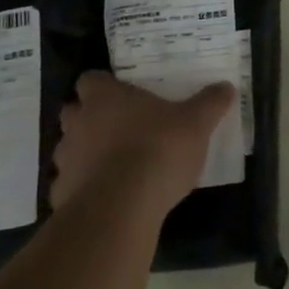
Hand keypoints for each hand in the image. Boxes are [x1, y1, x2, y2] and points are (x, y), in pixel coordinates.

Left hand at [50, 71, 233, 218]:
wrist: (121, 208)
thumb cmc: (157, 150)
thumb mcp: (196, 123)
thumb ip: (210, 103)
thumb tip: (226, 87)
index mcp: (105, 97)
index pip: (90, 80)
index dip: (103, 86)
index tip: (121, 95)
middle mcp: (78, 123)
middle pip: (74, 112)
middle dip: (89, 118)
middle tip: (119, 127)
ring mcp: (66, 160)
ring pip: (69, 149)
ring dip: (85, 153)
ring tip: (114, 165)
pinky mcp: (62, 195)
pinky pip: (70, 185)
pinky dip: (84, 188)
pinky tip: (107, 197)